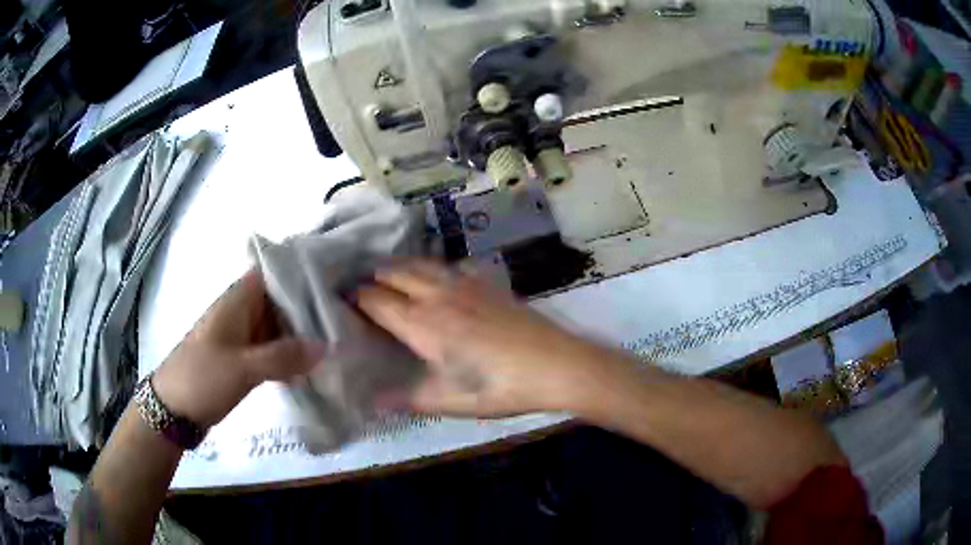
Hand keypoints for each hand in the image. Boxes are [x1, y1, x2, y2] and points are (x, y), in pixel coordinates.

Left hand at [152, 269, 324, 428]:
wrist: (173, 408)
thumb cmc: (202, 377)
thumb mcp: (242, 368)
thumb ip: (283, 356)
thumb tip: (326, 346)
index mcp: (238, 300)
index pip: (275, 272)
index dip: (303, 270)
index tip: (336, 277)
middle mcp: (243, 311)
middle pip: (281, 299)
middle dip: (311, 305)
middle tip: (348, 312)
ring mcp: (243, 336)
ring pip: (279, 326)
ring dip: (303, 332)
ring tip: (340, 337)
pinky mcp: (243, 358)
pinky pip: (273, 349)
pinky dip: (291, 354)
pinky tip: (315, 365)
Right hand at [356, 260, 610, 417]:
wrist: (557, 365)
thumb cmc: (501, 388)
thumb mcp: (453, 402)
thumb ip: (410, 399)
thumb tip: (372, 402)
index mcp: (423, 325)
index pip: (377, 301)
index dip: (357, 298)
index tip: (343, 298)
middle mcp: (438, 296)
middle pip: (395, 273)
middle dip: (374, 277)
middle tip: (361, 285)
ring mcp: (465, 284)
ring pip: (422, 264)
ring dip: (400, 266)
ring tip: (389, 274)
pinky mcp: (488, 283)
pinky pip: (453, 265)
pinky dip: (437, 267)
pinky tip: (442, 278)